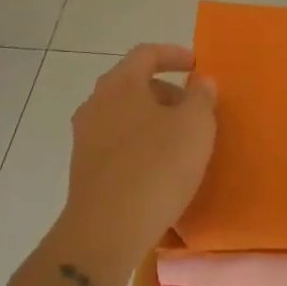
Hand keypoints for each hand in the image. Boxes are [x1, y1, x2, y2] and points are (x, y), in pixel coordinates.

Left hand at [51, 45, 217, 285]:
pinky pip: (118, 144)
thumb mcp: (195, 126)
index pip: (146, 54)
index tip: (196, 65)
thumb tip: (200, 82)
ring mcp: (85, 138)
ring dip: (154, 120)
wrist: (106, 231)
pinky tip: (160, 168)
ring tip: (182, 141)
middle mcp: (96, 104)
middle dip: (167, 91)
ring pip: (125, 115)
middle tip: (195, 110)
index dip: (173, 54)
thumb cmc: (156, 167)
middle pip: (134, 84)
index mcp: (120, 84)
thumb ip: (201, 97)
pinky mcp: (85, 170)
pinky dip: (141, 144)